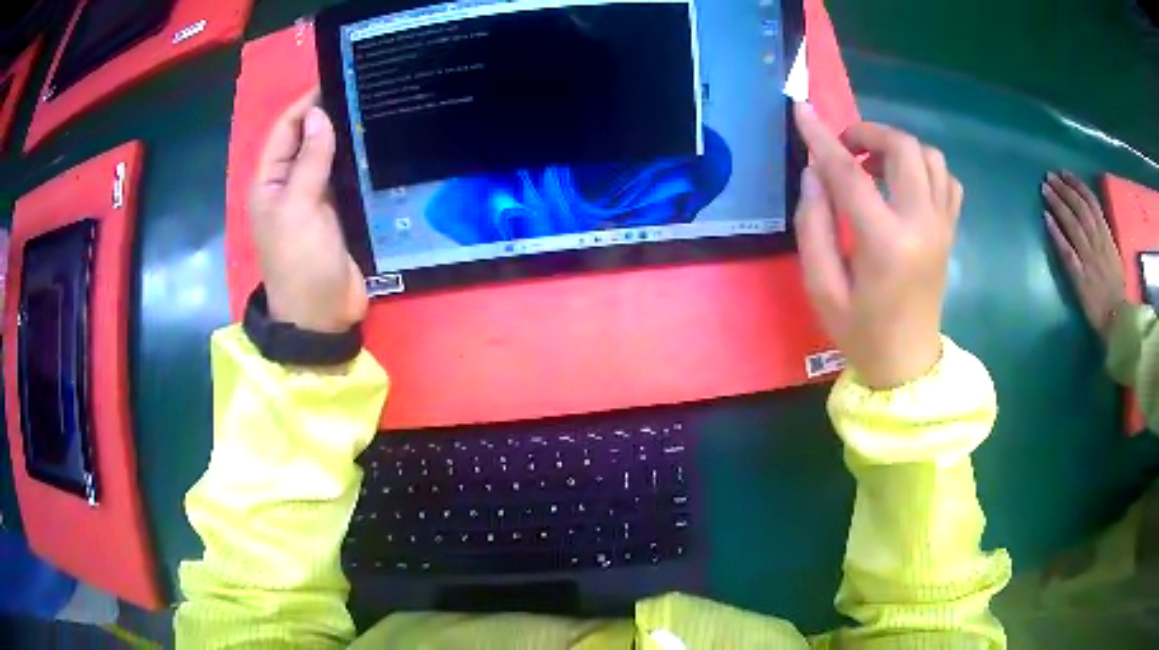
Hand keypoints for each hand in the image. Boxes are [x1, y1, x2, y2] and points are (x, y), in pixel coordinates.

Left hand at [249, 89, 366, 332]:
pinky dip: (359, 160)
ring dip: (346, 136)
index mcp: (269, 182)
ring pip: (329, 156)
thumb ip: (309, 159)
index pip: (285, 130)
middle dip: (329, 116)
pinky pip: (347, 177)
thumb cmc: (300, 261)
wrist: (321, 315)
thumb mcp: (299, 207)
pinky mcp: (338, 212)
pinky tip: (379, 144)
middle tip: (365, 90)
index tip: (337, 80)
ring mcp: (315, 198)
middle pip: (307, 140)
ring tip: (376, 109)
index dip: (306, 104)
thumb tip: (318, 114)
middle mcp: (289, 184)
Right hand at [792, 103, 962, 389]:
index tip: (801, 110)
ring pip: (930, 156)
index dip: (822, 138)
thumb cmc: (860, 331)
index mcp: (886, 242)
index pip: (850, 173)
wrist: (908, 364)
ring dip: (898, 147)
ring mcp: (942, 225)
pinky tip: (904, 183)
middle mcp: (922, 224)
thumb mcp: (822, 287)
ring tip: (874, 165)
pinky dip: (924, 166)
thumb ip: (813, 226)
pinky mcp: (950, 230)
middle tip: (845, 148)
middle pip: (903, 148)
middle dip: (868, 132)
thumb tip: (813, 174)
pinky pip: (946, 178)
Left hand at [1042, 171, 1126, 340]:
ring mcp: (1089, 259)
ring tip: (1044, 189)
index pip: (1092, 203)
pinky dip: (1057, 234)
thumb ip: (1104, 238)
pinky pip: (1067, 252)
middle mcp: (1098, 243)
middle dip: (1064, 189)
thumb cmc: (1117, 293)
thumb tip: (1093, 218)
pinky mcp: (1081, 277)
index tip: (1064, 173)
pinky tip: (1046, 219)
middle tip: (1049, 176)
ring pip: (1073, 224)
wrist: (1118, 322)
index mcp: (1108, 238)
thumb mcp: (1115, 257)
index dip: (1077, 185)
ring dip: (1058, 204)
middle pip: (1080, 208)